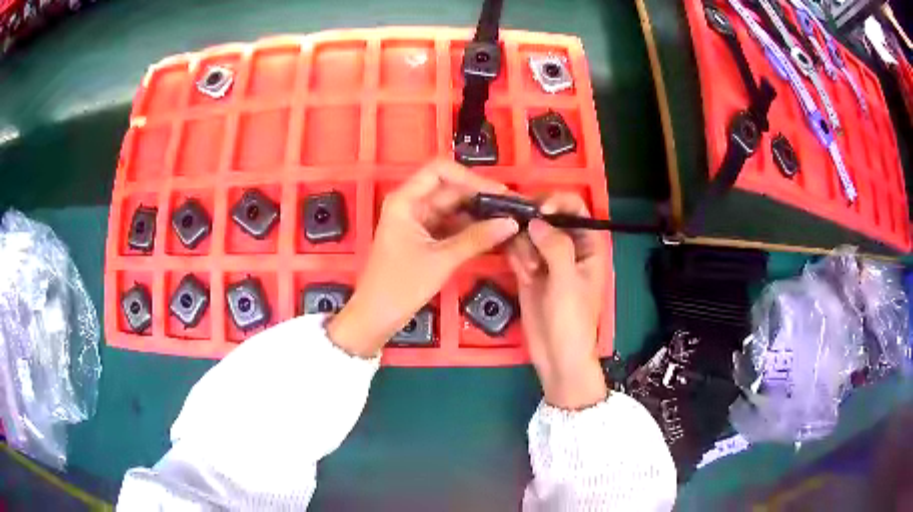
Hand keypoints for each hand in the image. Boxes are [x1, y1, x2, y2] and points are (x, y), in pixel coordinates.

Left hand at [328, 160, 518, 357]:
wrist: (376, 317)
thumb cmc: (400, 286)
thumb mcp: (441, 260)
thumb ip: (477, 239)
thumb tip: (510, 223)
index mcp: (405, 200)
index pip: (440, 171)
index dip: (470, 177)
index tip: (498, 193)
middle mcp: (411, 204)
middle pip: (450, 189)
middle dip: (481, 196)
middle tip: (513, 208)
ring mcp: (418, 221)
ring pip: (453, 207)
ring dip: (478, 213)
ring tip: (508, 220)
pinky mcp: (424, 238)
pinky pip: (451, 225)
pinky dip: (470, 228)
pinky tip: (493, 234)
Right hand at [507, 193, 607, 409]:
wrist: (556, 355)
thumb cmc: (572, 320)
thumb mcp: (567, 281)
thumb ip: (555, 246)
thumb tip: (535, 220)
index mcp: (588, 244)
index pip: (575, 206)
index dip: (557, 201)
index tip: (538, 210)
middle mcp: (567, 245)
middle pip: (545, 215)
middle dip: (532, 225)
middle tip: (523, 239)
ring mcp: (546, 257)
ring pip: (527, 232)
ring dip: (523, 246)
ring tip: (529, 270)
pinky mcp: (529, 270)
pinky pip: (517, 250)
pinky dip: (516, 257)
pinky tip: (524, 274)